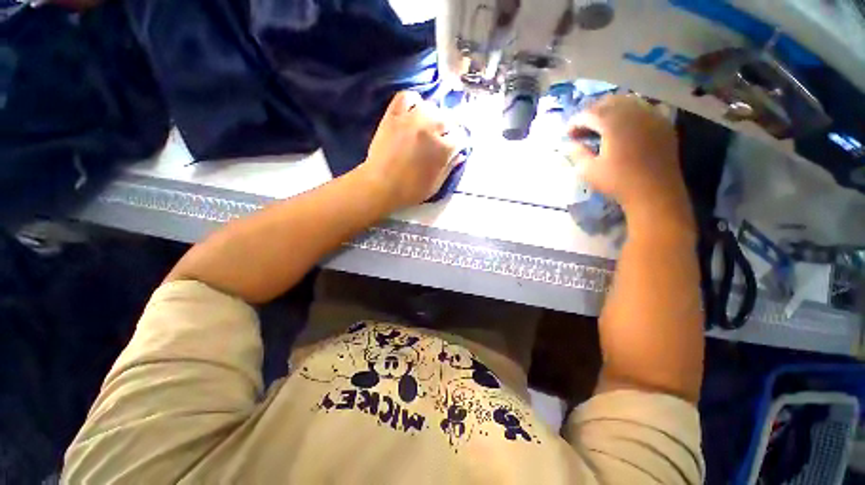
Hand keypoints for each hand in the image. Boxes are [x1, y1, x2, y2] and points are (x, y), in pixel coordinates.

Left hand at [359, 91, 460, 208]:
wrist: (380, 186)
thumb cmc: (410, 191)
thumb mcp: (436, 185)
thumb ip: (449, 168)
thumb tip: (460, 155)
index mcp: (443, 149)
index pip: (460, 137)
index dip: (457, 144)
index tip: (452, 149)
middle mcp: (430, 129)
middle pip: (447, 119)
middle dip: (447, 130)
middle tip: (439, 140)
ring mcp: (411, 119)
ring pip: (430, 107)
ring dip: (432, 116)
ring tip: (426, 127)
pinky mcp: (393, 115)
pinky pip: (406, 97)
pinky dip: (413, 101)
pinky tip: (413, 111)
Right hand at [567, 95, 692, 229]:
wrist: (655, 192)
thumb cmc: (618, 182)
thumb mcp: (589, 170)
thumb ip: (576, 153)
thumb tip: (568, 144)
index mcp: (613, 123)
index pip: (589, 114)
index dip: (575, 122)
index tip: (567, 134)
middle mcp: (633, 112)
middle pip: (608, 102)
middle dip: (591, 112)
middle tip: (582, 128)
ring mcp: (651, 115)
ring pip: (627, 101)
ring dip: (610, 110)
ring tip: (601, 125)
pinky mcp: (663, 123)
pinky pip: (644, 108)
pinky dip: (630, 112)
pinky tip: (624, 125)